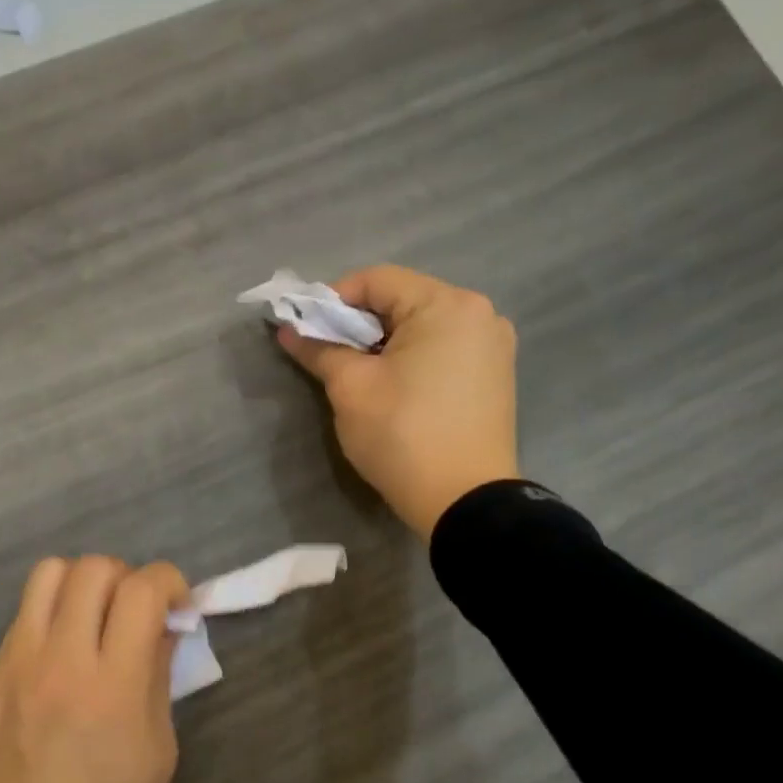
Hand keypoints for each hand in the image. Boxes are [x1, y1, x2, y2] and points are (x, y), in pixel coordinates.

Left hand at [0, 556, 189, 782]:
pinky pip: (25, 610)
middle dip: (127, 577)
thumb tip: (162, 628)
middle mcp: (64, 656)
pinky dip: (52, 609)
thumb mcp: (157, 752)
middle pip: (94, 568)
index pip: (142, 591)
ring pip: (50, 572)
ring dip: (82, 582)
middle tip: (134, 611)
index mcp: (114, 682)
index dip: (168, 580)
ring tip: (93, 615)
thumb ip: (159, 677)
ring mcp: (21, 658)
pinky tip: (61, 647)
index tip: (176, 602)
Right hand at [279, 265, 518, 538]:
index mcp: (447, 305)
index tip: (306, 329)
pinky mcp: (495, 376)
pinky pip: (444, 349)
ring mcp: (493, 346)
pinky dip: (412, 358)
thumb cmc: (403, 435)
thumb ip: (319, 349)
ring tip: (358, 373)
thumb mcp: (351, 388)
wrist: (465, 502)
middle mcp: (479, 314)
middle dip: (358, 323)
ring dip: (384, 342)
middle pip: (402, 300)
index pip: (376, 280)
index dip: (332, 299)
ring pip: (423, 326)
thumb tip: (287, 330)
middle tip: (327, 353)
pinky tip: (394, 386)